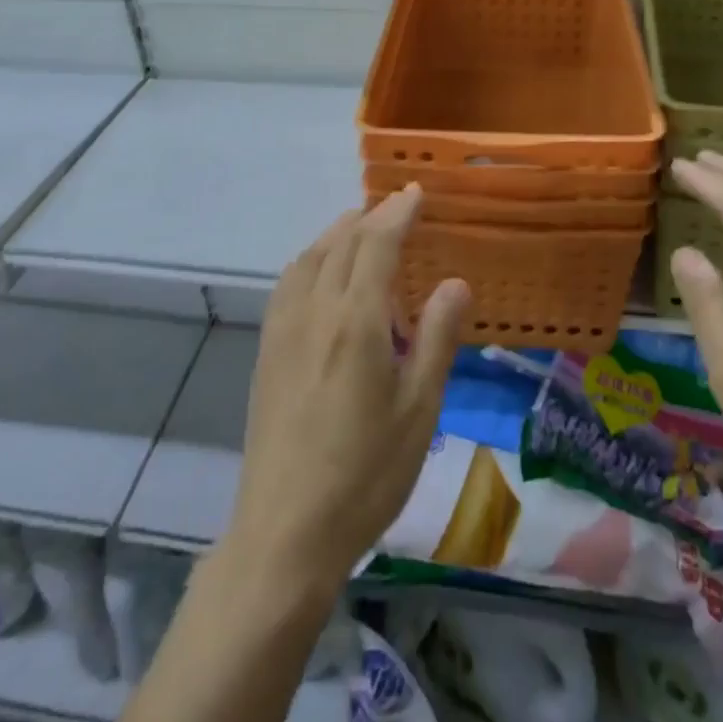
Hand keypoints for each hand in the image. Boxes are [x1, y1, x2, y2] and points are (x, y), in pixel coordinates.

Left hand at [221, 186, 470, 602]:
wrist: (286, 529)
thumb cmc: (366, 473)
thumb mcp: (419, 409)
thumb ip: (437, 338)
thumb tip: (455, 281)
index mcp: (355, 320)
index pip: (377, 243)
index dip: (397, 212)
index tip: (415, 192)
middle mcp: (314, 310)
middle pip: (342, 243)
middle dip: (371, 217)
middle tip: (397, 208)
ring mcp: (283, 328)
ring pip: (310, 257)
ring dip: (338, 234)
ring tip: (362, 231)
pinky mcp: (267, 349)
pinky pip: (290, 281)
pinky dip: (312, 259)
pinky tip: (321, 275)